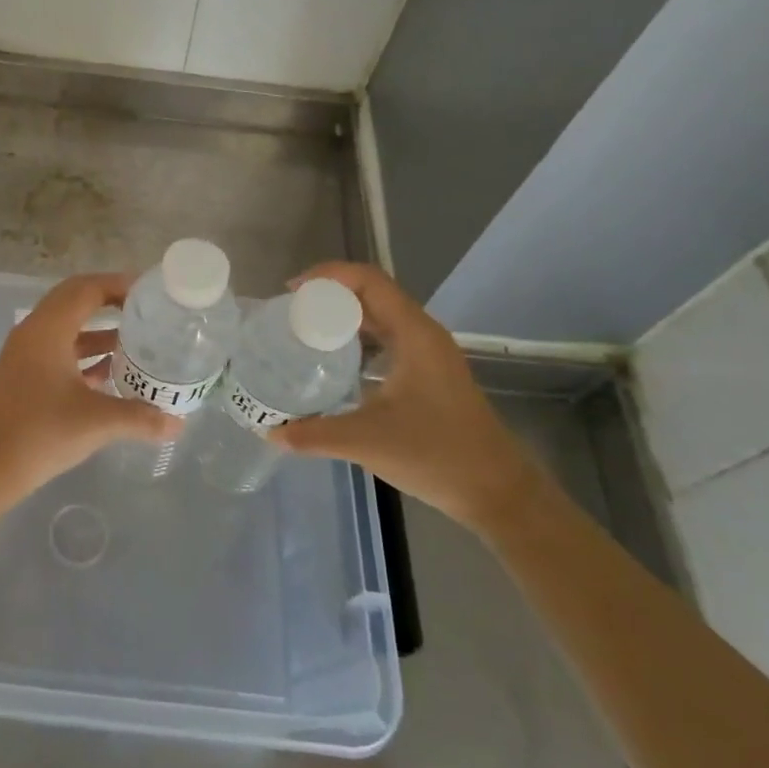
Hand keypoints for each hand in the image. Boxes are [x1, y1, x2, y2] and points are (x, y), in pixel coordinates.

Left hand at [0, 272, 181, 510]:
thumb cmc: (42, 433)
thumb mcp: (97, 422)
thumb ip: (141, 417)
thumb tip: (178, 422)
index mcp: (48, 329)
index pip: (87, 288)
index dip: (119, 284)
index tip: (150, 293)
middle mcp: (33, 331)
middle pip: (75, 299)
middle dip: (110, 301)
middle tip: (145, 310)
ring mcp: (25, 353)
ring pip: (66, 325)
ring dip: (98, 328)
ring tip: (136, 340)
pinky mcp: (23, 373)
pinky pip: (58, 348)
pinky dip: (83, 351)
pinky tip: (109, 372)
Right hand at [276, 262, 543, 531]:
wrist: (497, 492)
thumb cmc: (437, 455)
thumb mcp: (368, 441)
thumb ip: (315, 434)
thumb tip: (271, 432)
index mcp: (414, 334)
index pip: (368, 280)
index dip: (327, 276)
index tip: (290, 292)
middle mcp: (422, 334)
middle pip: (371, 293)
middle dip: (328, 295)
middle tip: (290, 313)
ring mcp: (428, 354)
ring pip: (379, 317)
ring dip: (342, 316)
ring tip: (304, 332)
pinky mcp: (428, 374)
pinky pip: (386, 339)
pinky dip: (356, 339)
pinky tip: (333, 363)